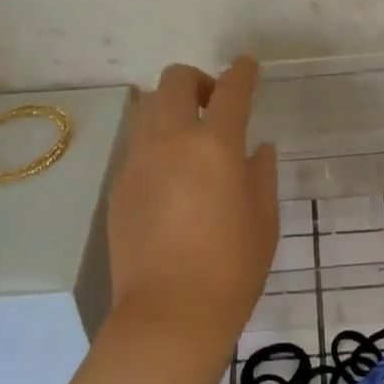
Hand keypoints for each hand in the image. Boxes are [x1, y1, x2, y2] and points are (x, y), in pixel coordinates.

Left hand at [107, 58, 278, 348]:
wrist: (169, 315)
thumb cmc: (231, 269)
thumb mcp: (264, 220)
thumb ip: (261, 174)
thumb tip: (257, 148)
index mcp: (216, 146)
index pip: (231, 90)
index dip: (243, 72)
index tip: (249, 67)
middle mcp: (171, 141)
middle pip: (175, 80)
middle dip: (198, 81)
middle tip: (215, 105)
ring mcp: (138, 161)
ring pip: (148, 106)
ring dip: (171, 107)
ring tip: (189, 137)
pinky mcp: (119, 185)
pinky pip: (136, 143)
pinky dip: (155, 140)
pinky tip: (170, 173)